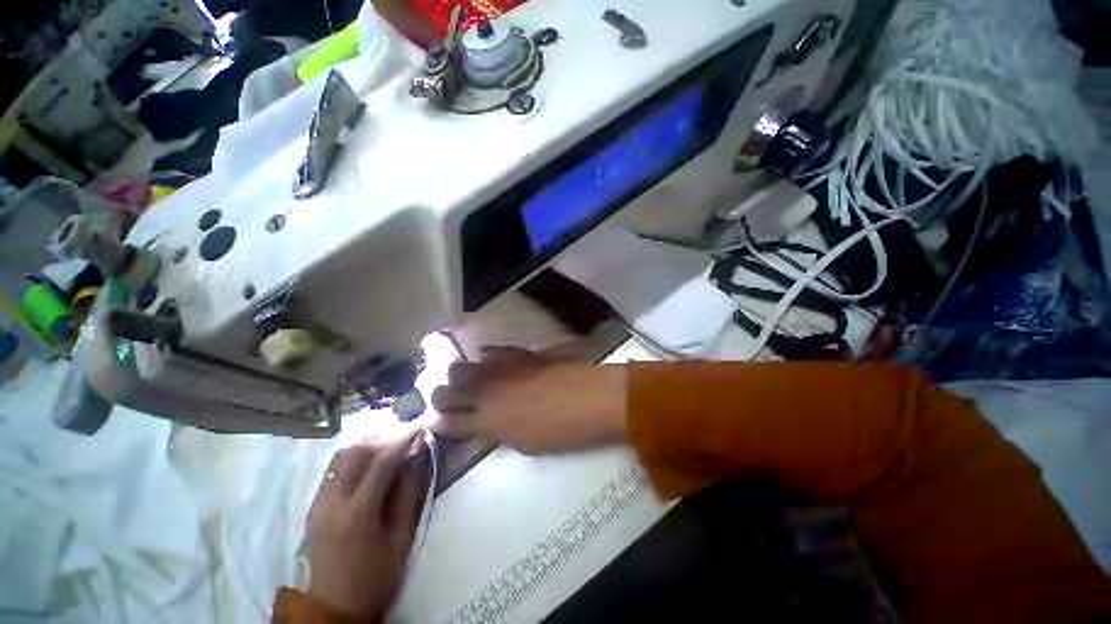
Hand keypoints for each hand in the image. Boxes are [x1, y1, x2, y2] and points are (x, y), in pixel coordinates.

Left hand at [306, 426, 426, 616]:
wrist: (336, 608)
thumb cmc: (377, 576)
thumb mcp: (402, 537)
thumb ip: (410, 493)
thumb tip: (418, 456)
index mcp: (357, 514)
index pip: (380, 462)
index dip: (402, 440)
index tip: (420, 427)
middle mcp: (332, 503)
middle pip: (354, 453)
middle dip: (384, 436)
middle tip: (406, 433)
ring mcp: (318, 504)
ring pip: (339, 458)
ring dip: (366, 444)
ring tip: (389, 442)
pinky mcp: (313, 507)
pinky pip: (333, 470)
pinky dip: (354, 457)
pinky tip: (370, 460)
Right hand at [429, 347, 627, 454]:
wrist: (589, 398)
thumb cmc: (561, 431)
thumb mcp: (524, 444)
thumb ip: (498, 432)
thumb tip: (485, 424)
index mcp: (487, 421)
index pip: (449, 422)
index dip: (438, 422)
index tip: (433, 421)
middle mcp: (485, 392)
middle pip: (445, 391)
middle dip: (440, 396)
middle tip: (444, 400)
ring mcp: (500, 369)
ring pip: (461, 367)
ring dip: (456, 376)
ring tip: (460, 380)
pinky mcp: (516, 354)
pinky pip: (490, 352)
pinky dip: (484, 359)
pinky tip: (484, 361)